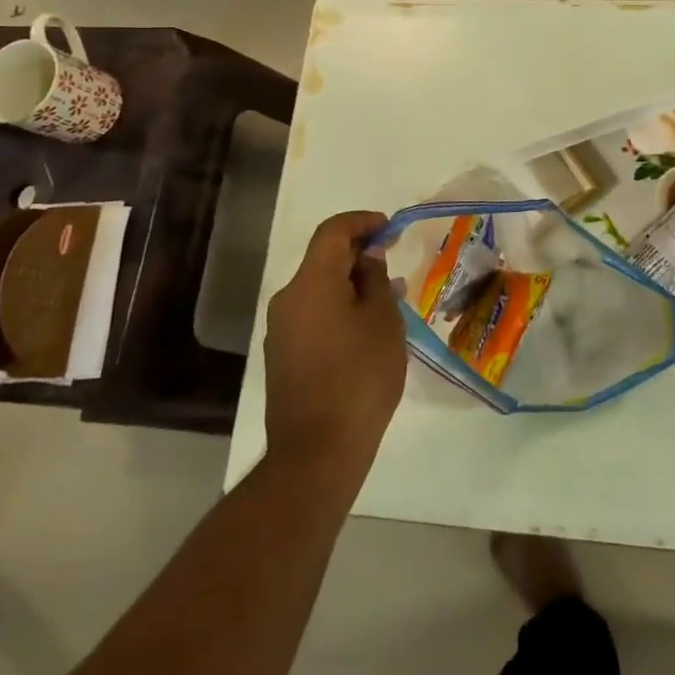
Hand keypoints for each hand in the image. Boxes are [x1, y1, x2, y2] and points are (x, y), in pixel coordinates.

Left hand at [264, 211, 404, 484]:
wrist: (317, 452)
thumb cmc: (359, 377)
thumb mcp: (382, 321)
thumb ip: (375, 279)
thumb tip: (368, 256)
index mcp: (311, 283)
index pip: (332, 231)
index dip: (363, 221)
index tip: (390, 227)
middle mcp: (288, 299)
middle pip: (323, 259)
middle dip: (359, 254)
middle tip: (393, 261)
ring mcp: (281, 330)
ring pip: (319, 289)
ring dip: (351, 284)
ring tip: (387, 297)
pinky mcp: (283, 357)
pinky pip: (313, 315)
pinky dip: (339, 308)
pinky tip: (366, 329)